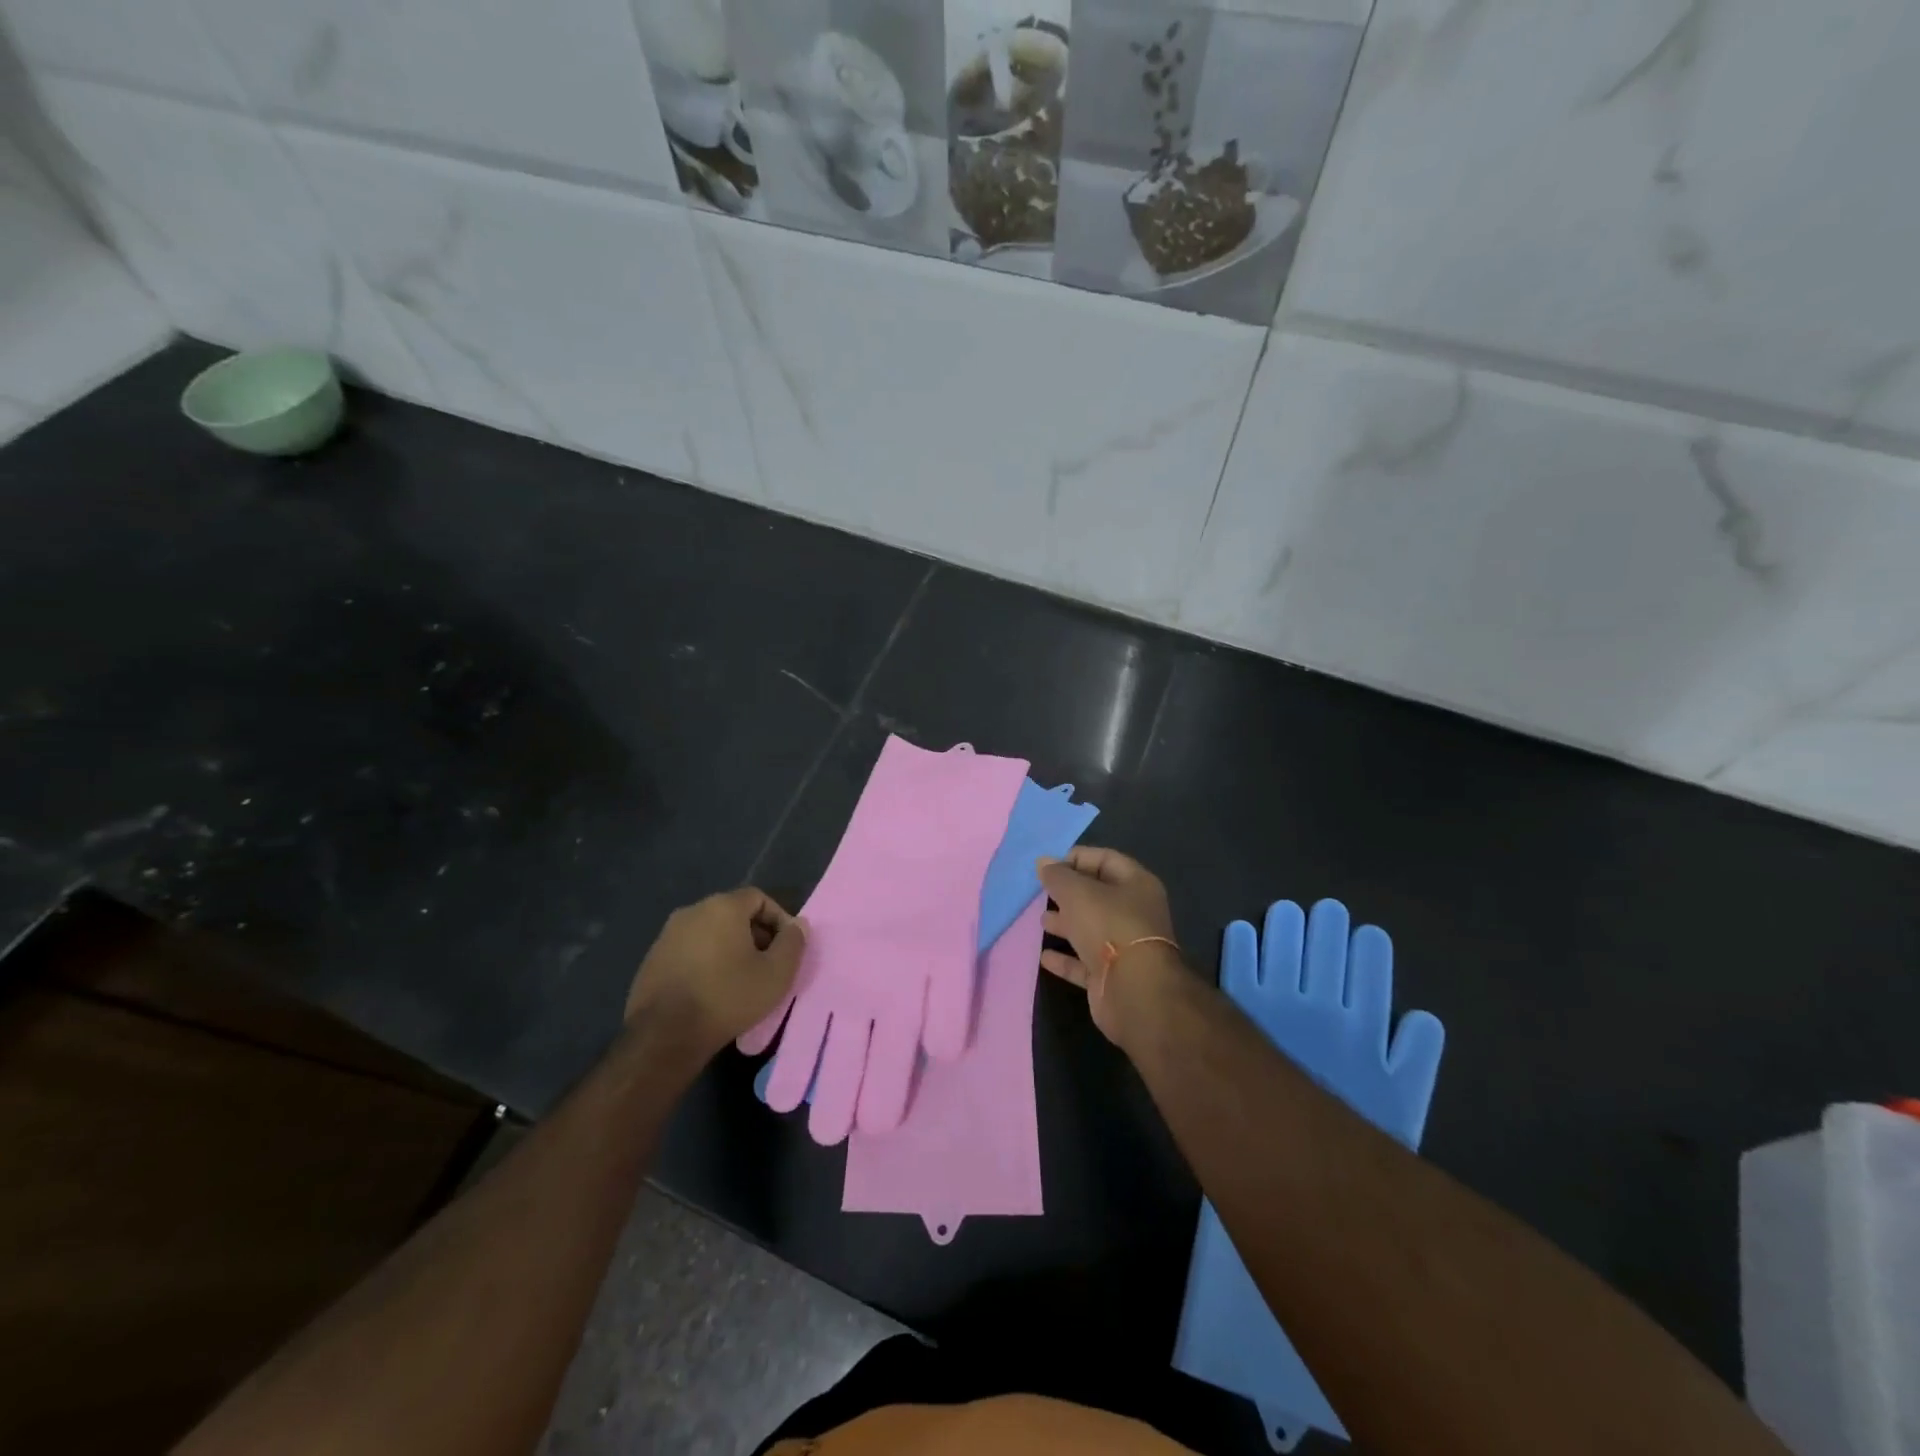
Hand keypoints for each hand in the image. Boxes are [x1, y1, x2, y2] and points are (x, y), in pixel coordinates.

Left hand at [626, 888, 806, 1061]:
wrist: (664, 1036)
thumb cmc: (728, 997)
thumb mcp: (776, 973)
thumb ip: (793, 943)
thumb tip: (798, 925)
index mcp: (722, 907)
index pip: (758, 898)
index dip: (778, 919)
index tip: (786, 947)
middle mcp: (692, 911)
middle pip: (733, 913)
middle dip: (755, 934)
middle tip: (767, 964)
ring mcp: (667, 935)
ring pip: (710, 933)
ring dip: (729, 949)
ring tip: (741, 979)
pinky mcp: (652, 960)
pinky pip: (689, 951)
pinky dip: (705, 962)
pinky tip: (711, 990)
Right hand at [1036, 846, 1183, 1045]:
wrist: (1134, 991)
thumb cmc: (1109, 927)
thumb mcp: (1078, 892)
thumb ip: (1058, 876)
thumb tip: (1044, 861)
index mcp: (1136, 884)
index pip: (1105, 859)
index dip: (1076, 858)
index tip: (1048, 867)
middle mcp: (1134, 913)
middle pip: (1097, 895)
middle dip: (1069, 893)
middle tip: (1042, 893)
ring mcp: (1124, 947)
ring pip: (1091, 928)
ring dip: (1066, 924)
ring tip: (1042, 921)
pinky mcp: (1112, 977)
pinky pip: (1084, 962)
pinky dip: (1065, 958)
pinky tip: (1044, 956)